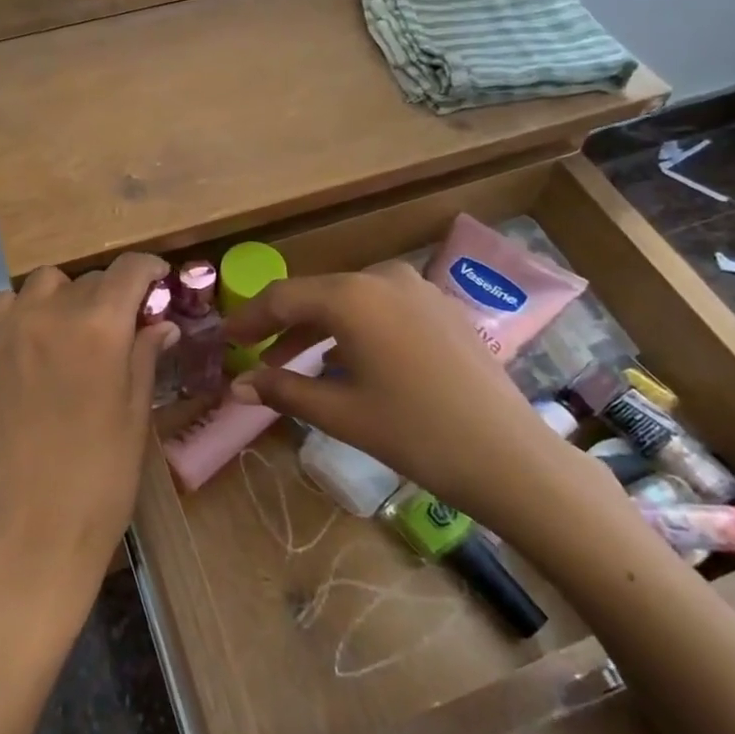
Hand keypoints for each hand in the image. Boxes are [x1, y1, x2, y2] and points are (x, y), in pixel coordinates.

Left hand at [0, 254, 173, 603]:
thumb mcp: (137, 411)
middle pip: (89, 278)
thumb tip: (162, 322)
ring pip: (45, 284)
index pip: (129, 270)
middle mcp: (50, 314)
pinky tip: (38, 343)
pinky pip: (6, 307)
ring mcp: (8, 331)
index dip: (150, 269)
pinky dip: (27, 311)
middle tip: (123, 325)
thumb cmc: (103, 475)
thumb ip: (146, 353)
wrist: (36, 529)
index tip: (159, 282)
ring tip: (76, 331)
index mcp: (98, 327)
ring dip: (68, 297)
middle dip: (113, 294)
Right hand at [223, 262, 625, 557]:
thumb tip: (236, 386)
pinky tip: (345, 360)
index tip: (224, 340)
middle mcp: (382, 277)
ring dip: (316, 329)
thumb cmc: (415, 433)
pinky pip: (380, 307)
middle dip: (280, 325)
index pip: (282, 297)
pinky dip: (353, 329)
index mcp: (351, 295)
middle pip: (315, 295)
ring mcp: (417, 287)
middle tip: (252, 353)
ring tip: (291, 363)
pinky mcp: (440, 306)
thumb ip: (283, 390)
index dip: (248, 319)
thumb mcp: (341, 413)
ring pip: (349, 301)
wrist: (510, 456)